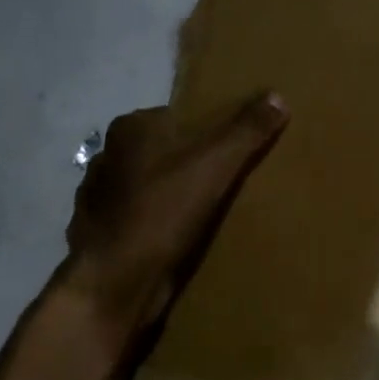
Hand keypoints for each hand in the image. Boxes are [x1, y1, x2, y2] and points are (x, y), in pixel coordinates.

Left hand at [66, 92, 287, 334]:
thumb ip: (247, 130)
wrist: (113, 284)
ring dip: (174, 193)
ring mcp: (100, 197)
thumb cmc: (162, 213)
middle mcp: (109, 156)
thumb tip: (278, 95)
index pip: (180, 116)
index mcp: (130, 129)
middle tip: (230, 179)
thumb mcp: (216, 165)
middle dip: (193, 162)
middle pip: (166, 151)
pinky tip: (181, 236)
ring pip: (151, 184)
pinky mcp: (102, 232)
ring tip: (210, 210)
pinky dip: (159, 222)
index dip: (210, 130)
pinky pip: (140, 217)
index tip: (236, 149)